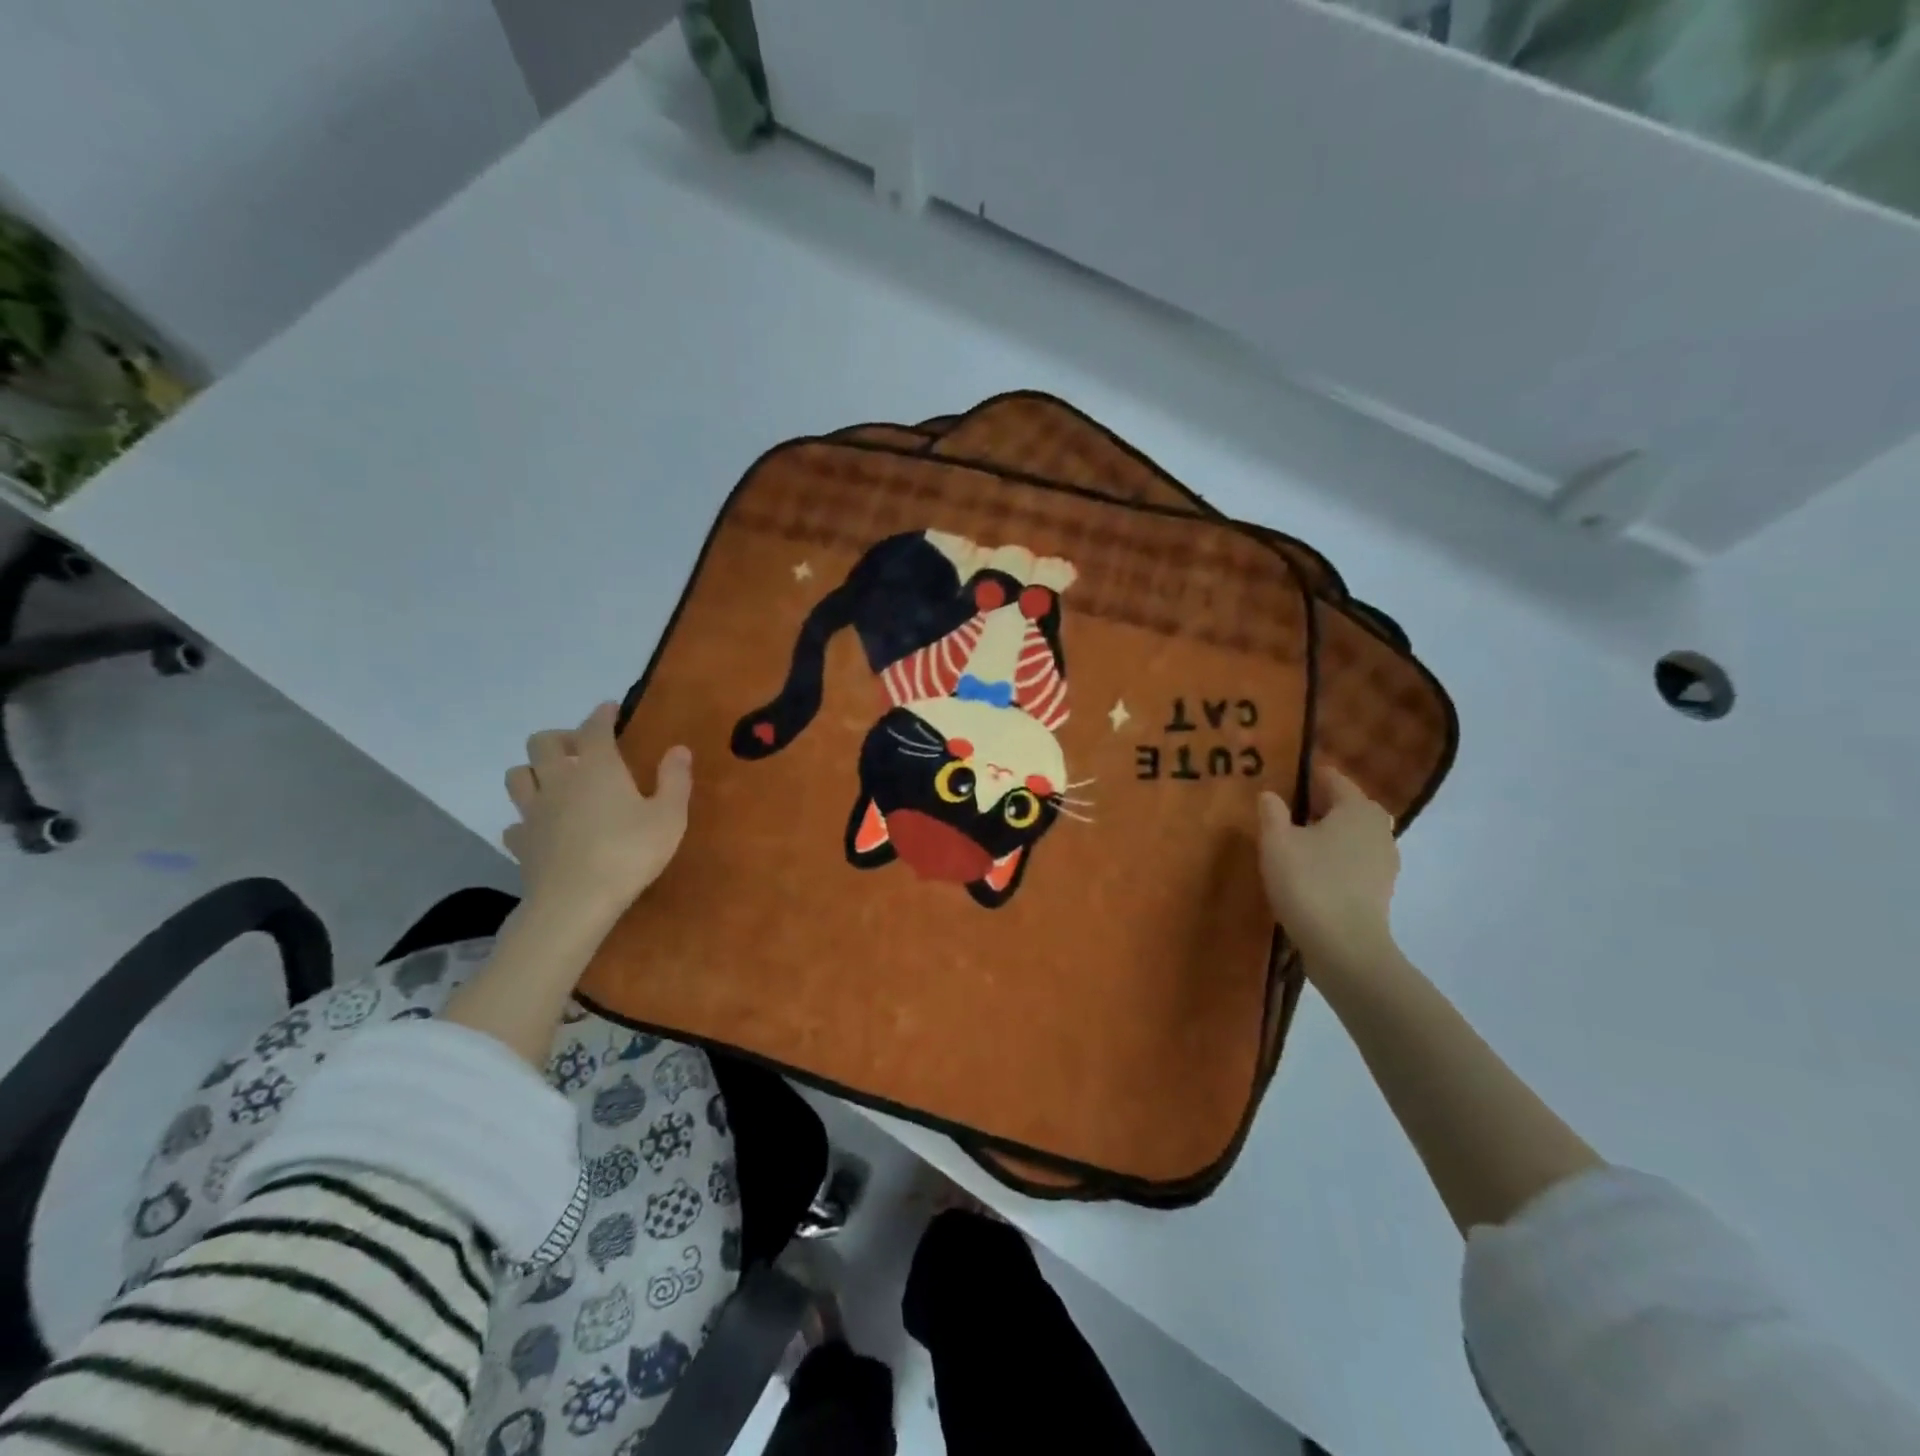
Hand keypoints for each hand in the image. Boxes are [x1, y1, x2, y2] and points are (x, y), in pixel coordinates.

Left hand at [503, 702, 691, 928]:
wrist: (575, 901)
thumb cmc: (629, 853)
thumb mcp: (669, 816)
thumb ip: (675, 780)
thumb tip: (679, 749)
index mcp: (597, 767)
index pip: (594, 728)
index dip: (602, 715)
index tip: (610, 709)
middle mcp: (559, 780)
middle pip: (542, 742)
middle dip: (562, 738)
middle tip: (583, 749)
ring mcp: (534, 811)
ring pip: (518, 775)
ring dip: (535, 771)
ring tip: (556, 781)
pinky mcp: (521, 843)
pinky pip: (515, 821)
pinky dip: (527, 818)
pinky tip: (543, 827)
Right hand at [1259, 763, 1399, 974]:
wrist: (1345, 947)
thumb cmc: (1309, 883)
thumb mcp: (1276, 842)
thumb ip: (1272, 812)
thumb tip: (1270, 795)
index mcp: (1357, 807)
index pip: (1331, 778)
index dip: (1304, 777)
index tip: (1279, 782)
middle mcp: (1378, 827)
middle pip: (1344, 806)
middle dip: (1316, 806)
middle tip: (1282, 814)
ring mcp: (1385, 860)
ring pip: (1350, 834)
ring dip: (1326, 834)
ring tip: (1293, 845)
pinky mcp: (1381, 888)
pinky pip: (1353, 860)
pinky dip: (1334, 858)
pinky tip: (1309, 872)